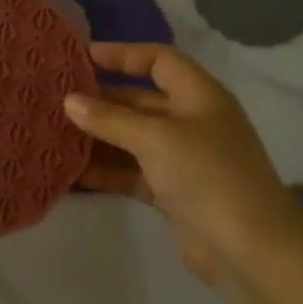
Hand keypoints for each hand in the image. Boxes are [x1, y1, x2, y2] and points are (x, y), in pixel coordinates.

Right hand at [67, 43, 299, 283]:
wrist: (249, 248)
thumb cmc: (207, 175)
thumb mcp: (156, 138)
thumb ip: (110, 119)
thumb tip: (69, 101)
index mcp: (198, 95)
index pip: (158, 60)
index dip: (122, 54)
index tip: (80, 57)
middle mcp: (191, 121)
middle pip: (140, 101)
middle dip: (100, 100)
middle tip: (54, 101)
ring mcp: (182, 159)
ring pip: (131, 139)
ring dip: (97, 138)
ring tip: (53, 135)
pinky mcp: (172, 192)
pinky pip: (131, 173)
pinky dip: (105, 171)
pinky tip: (71, 172)